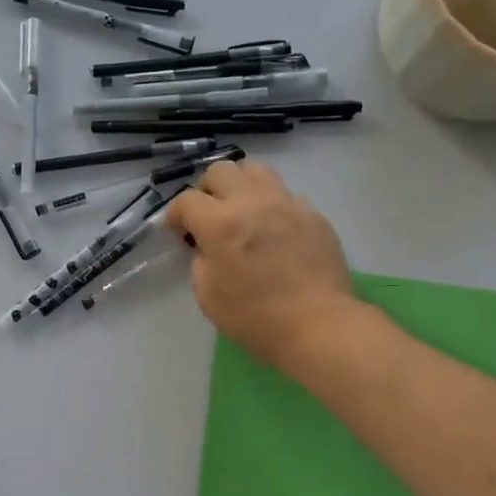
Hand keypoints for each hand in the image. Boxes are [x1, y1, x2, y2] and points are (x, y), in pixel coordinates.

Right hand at [165, 161, 358, 374]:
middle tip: (209, 216)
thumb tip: (208, 248)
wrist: (319, 325)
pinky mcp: (313, 214)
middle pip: (221, 170)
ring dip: (241, 186)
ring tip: (242, 212)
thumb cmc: (255, 317)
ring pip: (256, 170)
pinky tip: (274, 230)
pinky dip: (272, 205)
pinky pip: (286, 195)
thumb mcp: (208, 296)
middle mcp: (252, 202)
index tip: (179, 233)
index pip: (186, 200)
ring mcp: (287, 204)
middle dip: (207, 190)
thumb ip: (201, 262)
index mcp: (220, 223)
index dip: (176, 215)